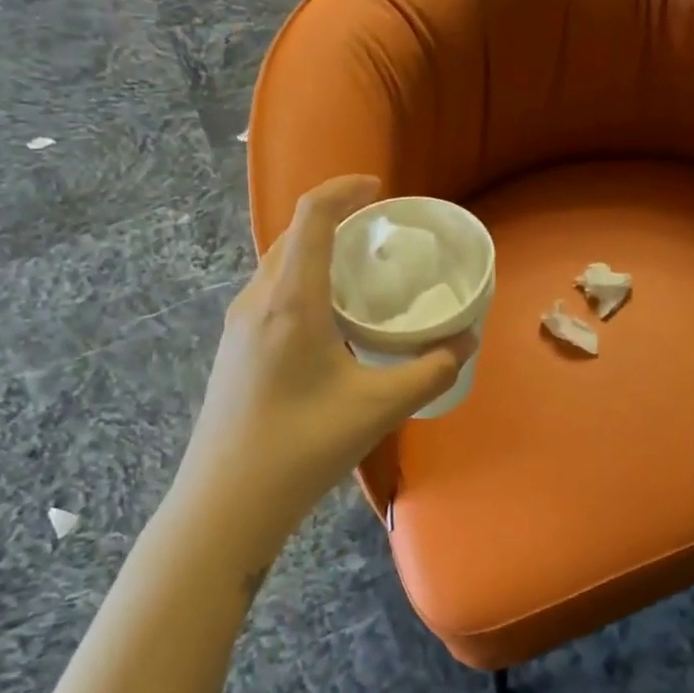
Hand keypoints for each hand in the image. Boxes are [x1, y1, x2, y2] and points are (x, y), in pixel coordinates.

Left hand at [175, 176, 470, 556]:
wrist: (225, 503)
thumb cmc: (302, 447)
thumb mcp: (378, 408)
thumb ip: (431, 369)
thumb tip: (468, 340)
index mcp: (290, 301)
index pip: (312, 217)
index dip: (344, 190)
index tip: (380, 189)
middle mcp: (257, 300)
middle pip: (293, 236)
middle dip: (336, 220)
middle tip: (380, 235)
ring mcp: (239, 325)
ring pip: (279, 266)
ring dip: (317, 253)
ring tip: (360, 274)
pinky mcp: (234, 349)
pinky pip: (272, 293)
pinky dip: (304, 283)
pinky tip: (329, 321)